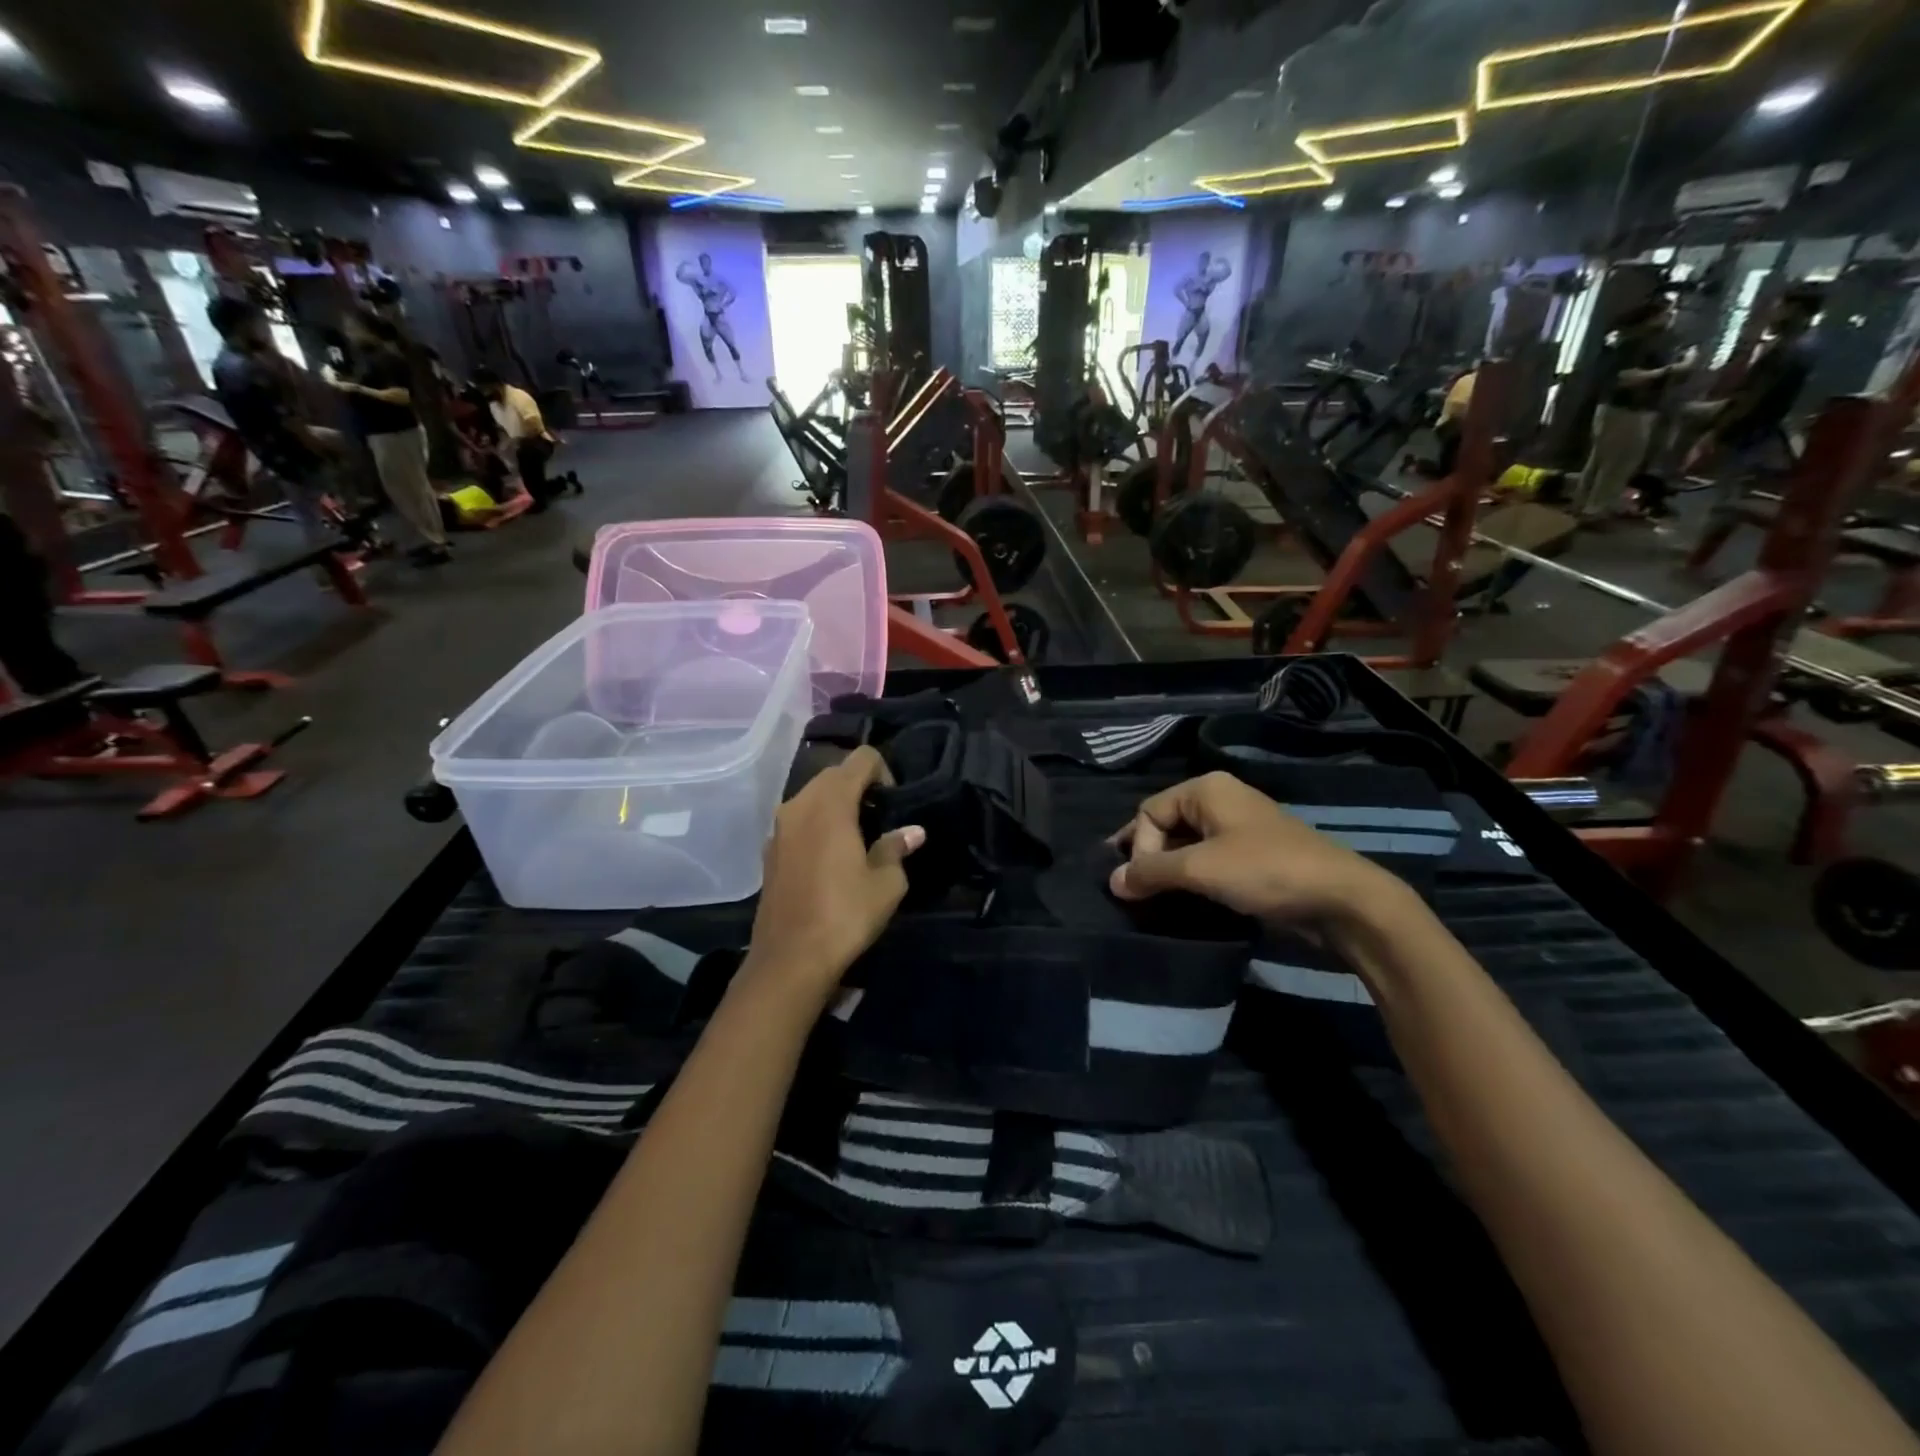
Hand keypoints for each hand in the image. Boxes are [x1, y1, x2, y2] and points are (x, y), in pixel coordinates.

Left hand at [744, 747, 922, 1006]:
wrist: (789, 959)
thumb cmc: (844, 915)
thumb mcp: (886, 884)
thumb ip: (896, 848)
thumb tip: (913, 833)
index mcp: (831, 803)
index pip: (861, 758)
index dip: (884, 772)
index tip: (893, 803)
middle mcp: (799, 804)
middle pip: (834, 773)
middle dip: (860, 786)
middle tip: (880, 820)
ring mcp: (779, 827)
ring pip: (813, 796)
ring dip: (837, 805)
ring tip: (858, 838)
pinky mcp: (769, 850)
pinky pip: (798, 820)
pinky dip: (817, 824)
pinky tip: (831, 858)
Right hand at [1109, 772, 1403, 929]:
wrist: (1342, 900)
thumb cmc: (1265, 871)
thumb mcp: (1200, 870)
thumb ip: (1151, 872)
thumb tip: (1113, 881)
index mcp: (1206, 789)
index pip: (1149, 811)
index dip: (1138, 847)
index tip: (1142, 884)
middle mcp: (1221, 799)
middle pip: (1165, 825)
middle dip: (1150, 858)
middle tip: (1138, 893)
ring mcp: (1240, 828)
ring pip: (1187, 846)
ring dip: (1170, 872)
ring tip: (1158, 901)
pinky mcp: (1253, 855)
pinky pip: (1209, 860)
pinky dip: (1194, 879)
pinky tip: (1187, 902)